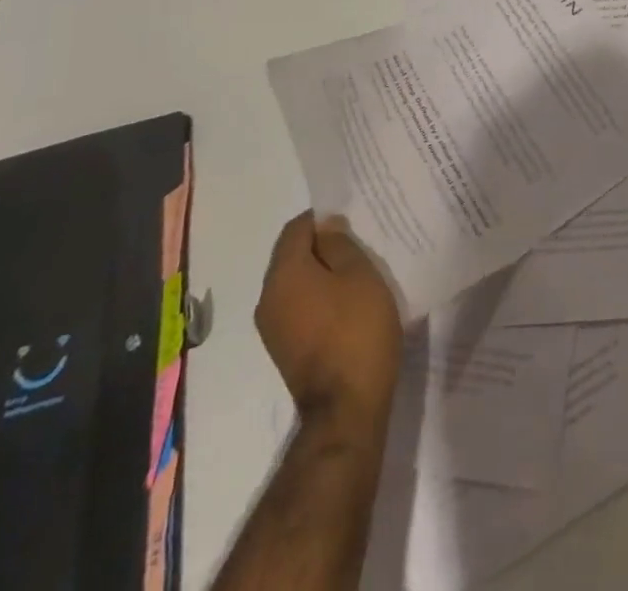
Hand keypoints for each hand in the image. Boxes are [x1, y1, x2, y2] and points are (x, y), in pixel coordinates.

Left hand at [256, 212, 402, 433]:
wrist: (346, 408)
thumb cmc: (357, 330)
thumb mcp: (360, 275)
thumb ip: (340, 244)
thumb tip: (325, 226)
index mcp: (283, 275)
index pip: (296, 229)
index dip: (323, 218)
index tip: (352, 222)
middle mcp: (267, 298)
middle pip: (291, 255)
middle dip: (321, 246)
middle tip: (357, 245)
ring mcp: (272, 328)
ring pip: (294, 282)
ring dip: (320, 273)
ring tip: (355, 274)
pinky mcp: (283, 349)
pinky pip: (297, 306)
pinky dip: (317, 297)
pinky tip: (345, 304)